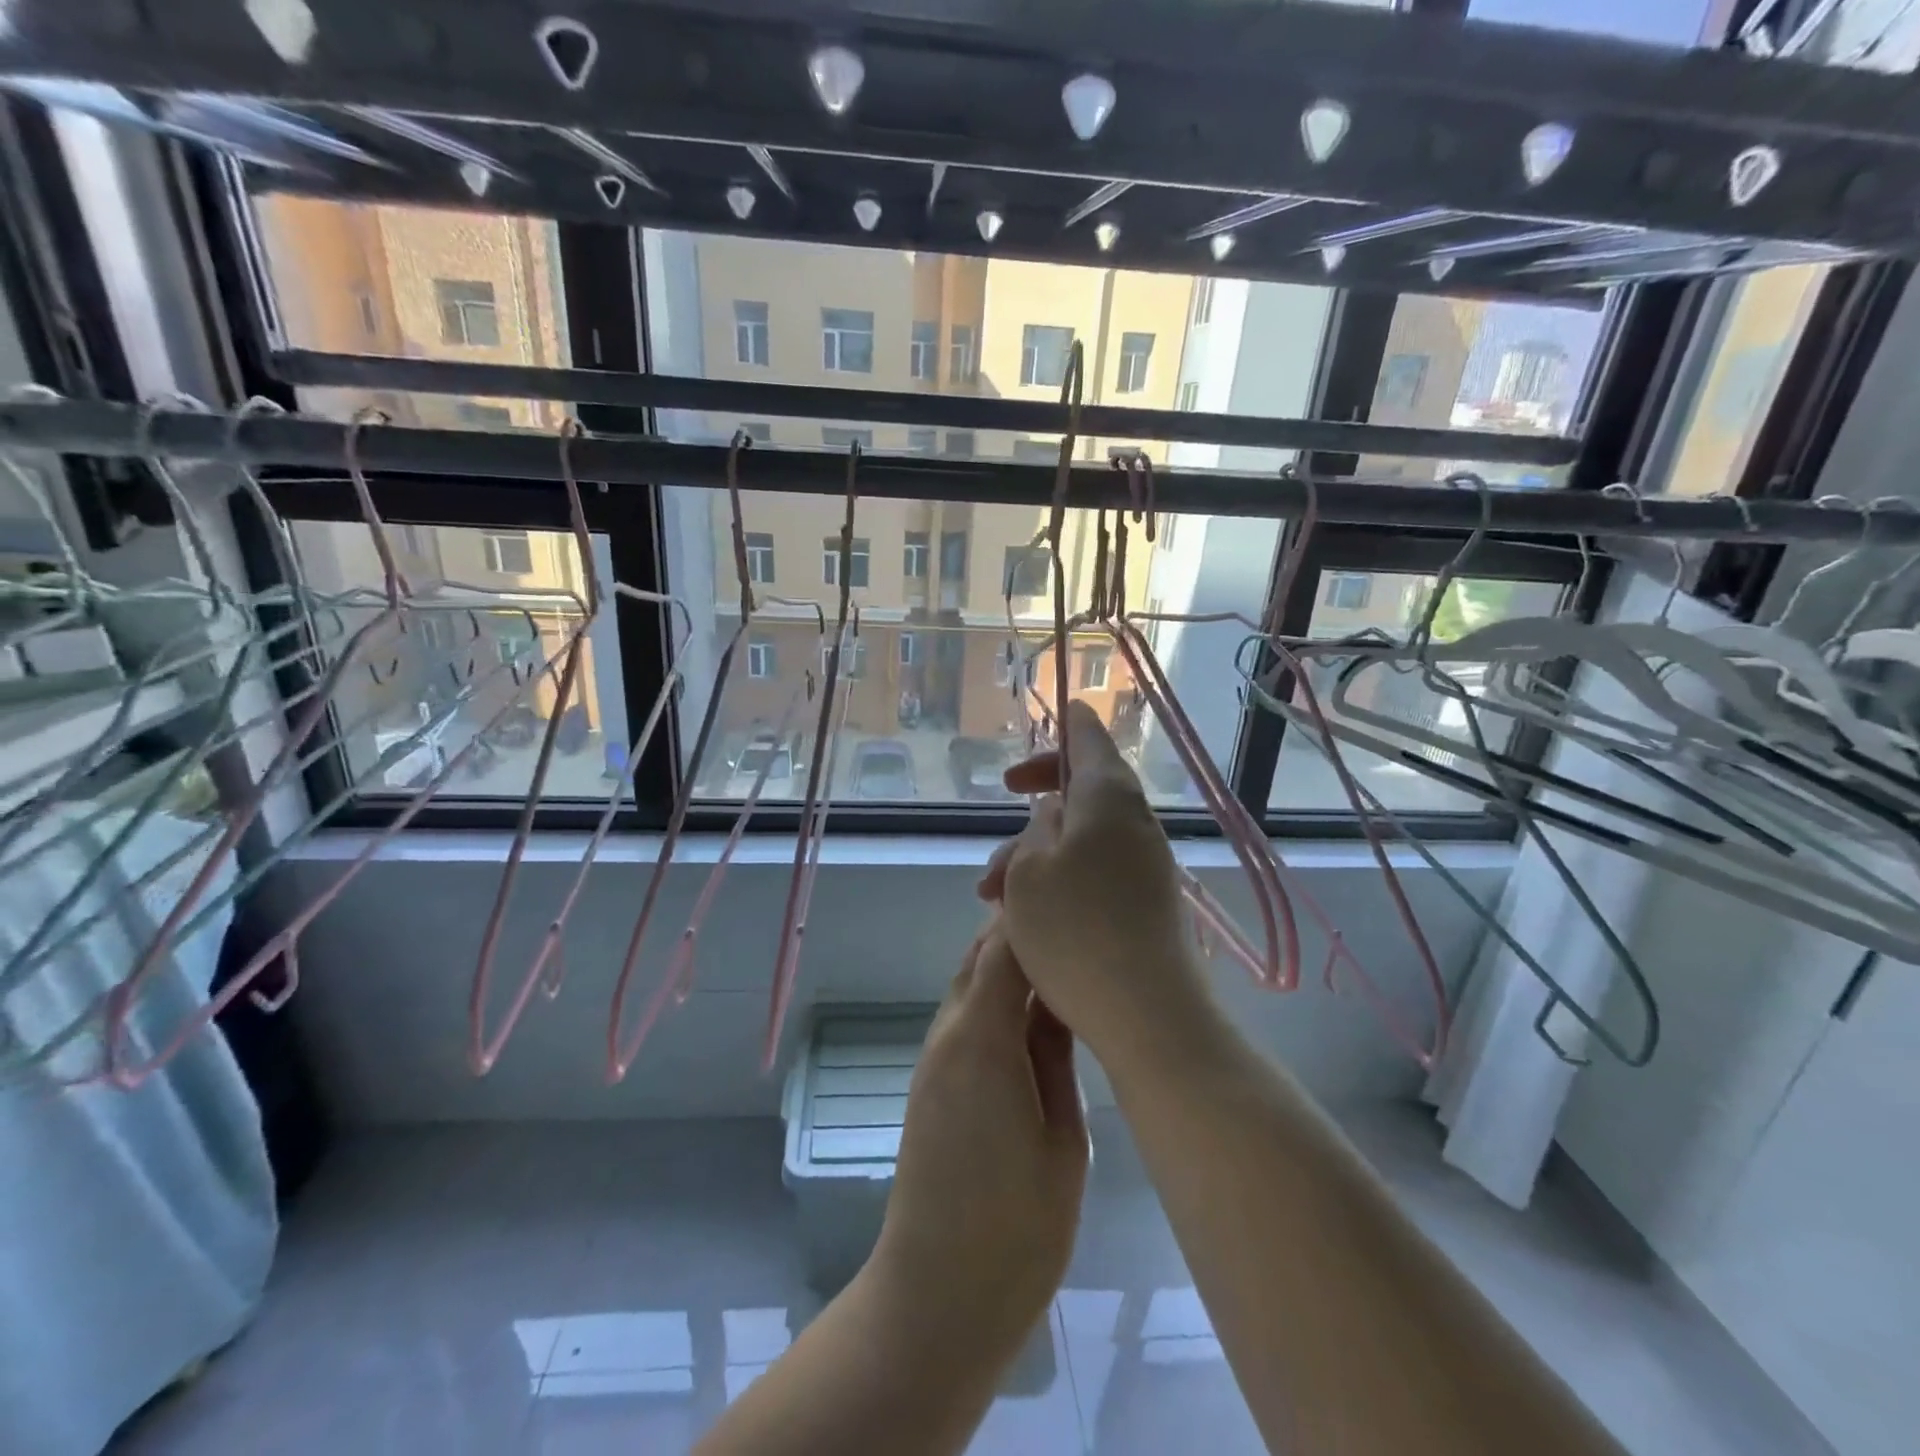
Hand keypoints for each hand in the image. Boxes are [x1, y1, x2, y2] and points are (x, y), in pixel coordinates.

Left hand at [872, 922, 1087, 1350]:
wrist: (938, 1296)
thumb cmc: (1017, 1228)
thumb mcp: (1063, 1138)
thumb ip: (1057, 1055)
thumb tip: (1059, 998)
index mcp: (981, 1038)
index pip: (1003, 948)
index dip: (1035, 918)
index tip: (1077, 901)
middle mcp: (948, 1033)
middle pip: (979, 956)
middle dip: (1021, 932)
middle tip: (1076, 925)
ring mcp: (934, 1056)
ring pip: (969, 983)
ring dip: (1006, 963)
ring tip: (1063, 960)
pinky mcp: (931, 1080)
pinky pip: (964, 1015)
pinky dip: (993, 995)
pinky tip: (1032, 1010)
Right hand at [978, 702, 1218, 1076]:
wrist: (1149, 1014)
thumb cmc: (1076, 931)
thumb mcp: (1030, 870)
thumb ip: (1036, 829)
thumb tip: (1055, 812)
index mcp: (1109, 797)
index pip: (1090, 737)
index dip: (1067, 723)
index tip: (1053, 712)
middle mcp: (1136, 822)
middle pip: (1085, 787)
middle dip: (1038, 798)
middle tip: (1004, 801)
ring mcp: (1146, 864)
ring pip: (1085, 836)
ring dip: (1038, 850)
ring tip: (992, 892)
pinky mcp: (1147, 902)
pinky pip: (1098, 869)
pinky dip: (1062, 875)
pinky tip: (1029, 912)